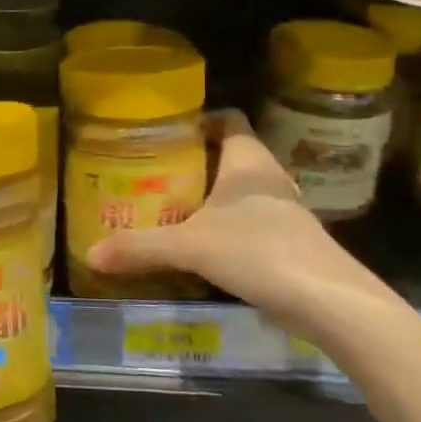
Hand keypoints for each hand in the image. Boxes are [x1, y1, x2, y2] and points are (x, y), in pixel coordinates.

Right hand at [84, 111, 399, 341]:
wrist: (329, 302)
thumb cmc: (258, 252)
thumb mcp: (189, 247)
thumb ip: (140, 247)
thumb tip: (91, 253)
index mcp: (248, 161)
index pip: (228, 119)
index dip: (200, 119)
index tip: (166, 130)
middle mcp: (270, 177)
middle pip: (231, 154)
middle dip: (197, 161)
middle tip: (157, 171)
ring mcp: (286, 210)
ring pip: (243, 190)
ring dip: (214, 196)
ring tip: (174, 205)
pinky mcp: (292, 241)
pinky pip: (253, 220)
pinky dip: (229, 225)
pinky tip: (206, 244)